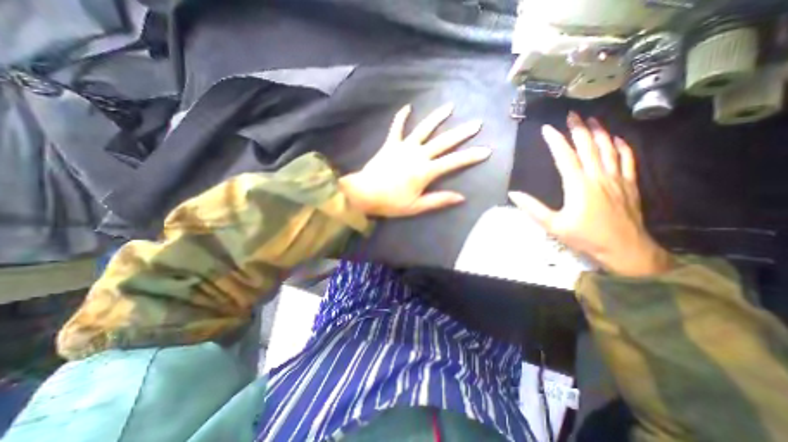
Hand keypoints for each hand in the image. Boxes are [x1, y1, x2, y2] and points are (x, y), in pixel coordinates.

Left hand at [340, 105, 490, 218]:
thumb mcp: (416, 206)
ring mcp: (403, 147)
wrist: (364, 193)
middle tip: (476, 123)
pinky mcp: (390, 144)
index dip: (470, 157)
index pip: (453, 162)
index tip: (486, 150)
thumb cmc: (391, 202)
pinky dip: (401, 117)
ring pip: (424, 129)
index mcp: (425, 171)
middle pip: (443, 141)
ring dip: (437, 117)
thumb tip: (461, 197)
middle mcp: (418, 155)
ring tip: (450, 106)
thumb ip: (438, 200)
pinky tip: (407, 107)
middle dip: (461, 133)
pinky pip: (397, 128)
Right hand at [511, 112, 670, 275]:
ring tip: (593, 119)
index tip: (547, 129)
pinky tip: (617, 139)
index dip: (555, 141)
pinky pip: (628, 160)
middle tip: (572, 114)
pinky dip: (622, 146)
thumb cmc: (585, 237)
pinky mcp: (629, 184)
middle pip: (589, 146)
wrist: (624, 249)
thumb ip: (532, 208)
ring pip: (609, 149)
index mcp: (578, 185)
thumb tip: (513, 194)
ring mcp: (617, 179)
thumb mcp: (552, 225)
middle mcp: (598, 176)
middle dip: (579, 129)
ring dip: (600, 132)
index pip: (565, 156)